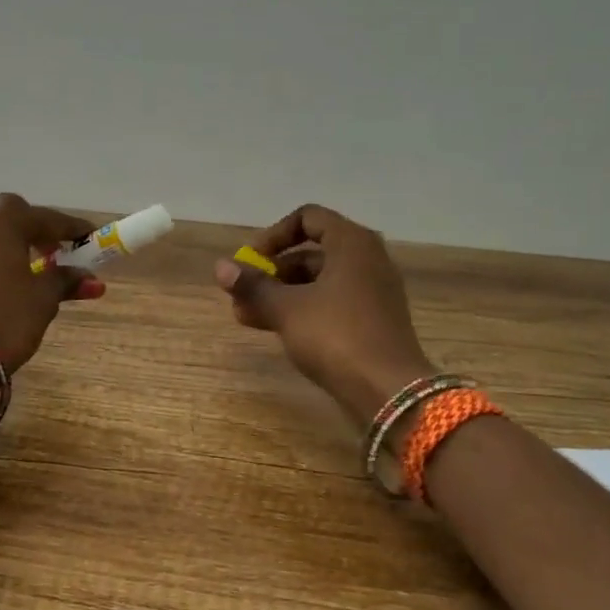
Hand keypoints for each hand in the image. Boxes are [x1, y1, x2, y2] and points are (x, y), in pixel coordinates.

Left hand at [0, 184, 100, 373]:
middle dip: (26, 227)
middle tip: (42, 254)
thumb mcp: (43, 300)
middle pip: (3, 209)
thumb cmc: (4, 323)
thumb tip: (91, 279)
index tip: (87, 238)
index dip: (71, 230)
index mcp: (5, 217)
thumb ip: (65, 281)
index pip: (49, 219)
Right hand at [214, 204, 431, 423]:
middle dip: (272, 273)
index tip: (251, 261)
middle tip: (242, 295)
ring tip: (246, 317)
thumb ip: (252, 286)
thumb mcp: (286, 309)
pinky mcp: (373, 322)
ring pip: (319, 283)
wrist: (389, 391)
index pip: (308, 218)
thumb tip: (220, 267)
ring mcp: (373, 293)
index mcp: (352, 243)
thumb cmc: (335, 336)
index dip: (274, 236)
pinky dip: (303, 311)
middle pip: (311, 253)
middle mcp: (367, 260)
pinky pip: (331, 305)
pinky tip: (275, 331)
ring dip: (281, 295)